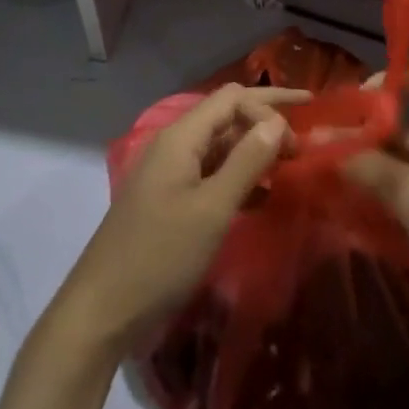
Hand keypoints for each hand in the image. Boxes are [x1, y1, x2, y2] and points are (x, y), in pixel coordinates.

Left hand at [56, 84, 305, 357]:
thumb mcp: (212, 208)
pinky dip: (238, 176)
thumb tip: (277, 122)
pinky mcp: (169, 199)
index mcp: (181, 137)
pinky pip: (210, 173)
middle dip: (265, 119)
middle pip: (226, 115)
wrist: (103, 309)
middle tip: (305, 134)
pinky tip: (262, 196)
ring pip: (220, 145)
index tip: (298, 144)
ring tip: (289, 165)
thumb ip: (247, 161)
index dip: (269, 108)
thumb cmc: (161, 255)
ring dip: (254, 149)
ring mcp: (169, 172)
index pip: (232, 98)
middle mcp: (174, 144)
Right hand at [342, 68, 408, 344]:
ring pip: (406, 162)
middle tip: (326, 143)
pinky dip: (385, 194)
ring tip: (330, 172)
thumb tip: (324, 143)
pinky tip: (355, 205)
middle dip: (368, 131)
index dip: (389, 82)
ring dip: (372, 165)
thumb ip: (368, 165)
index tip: (351, 103)